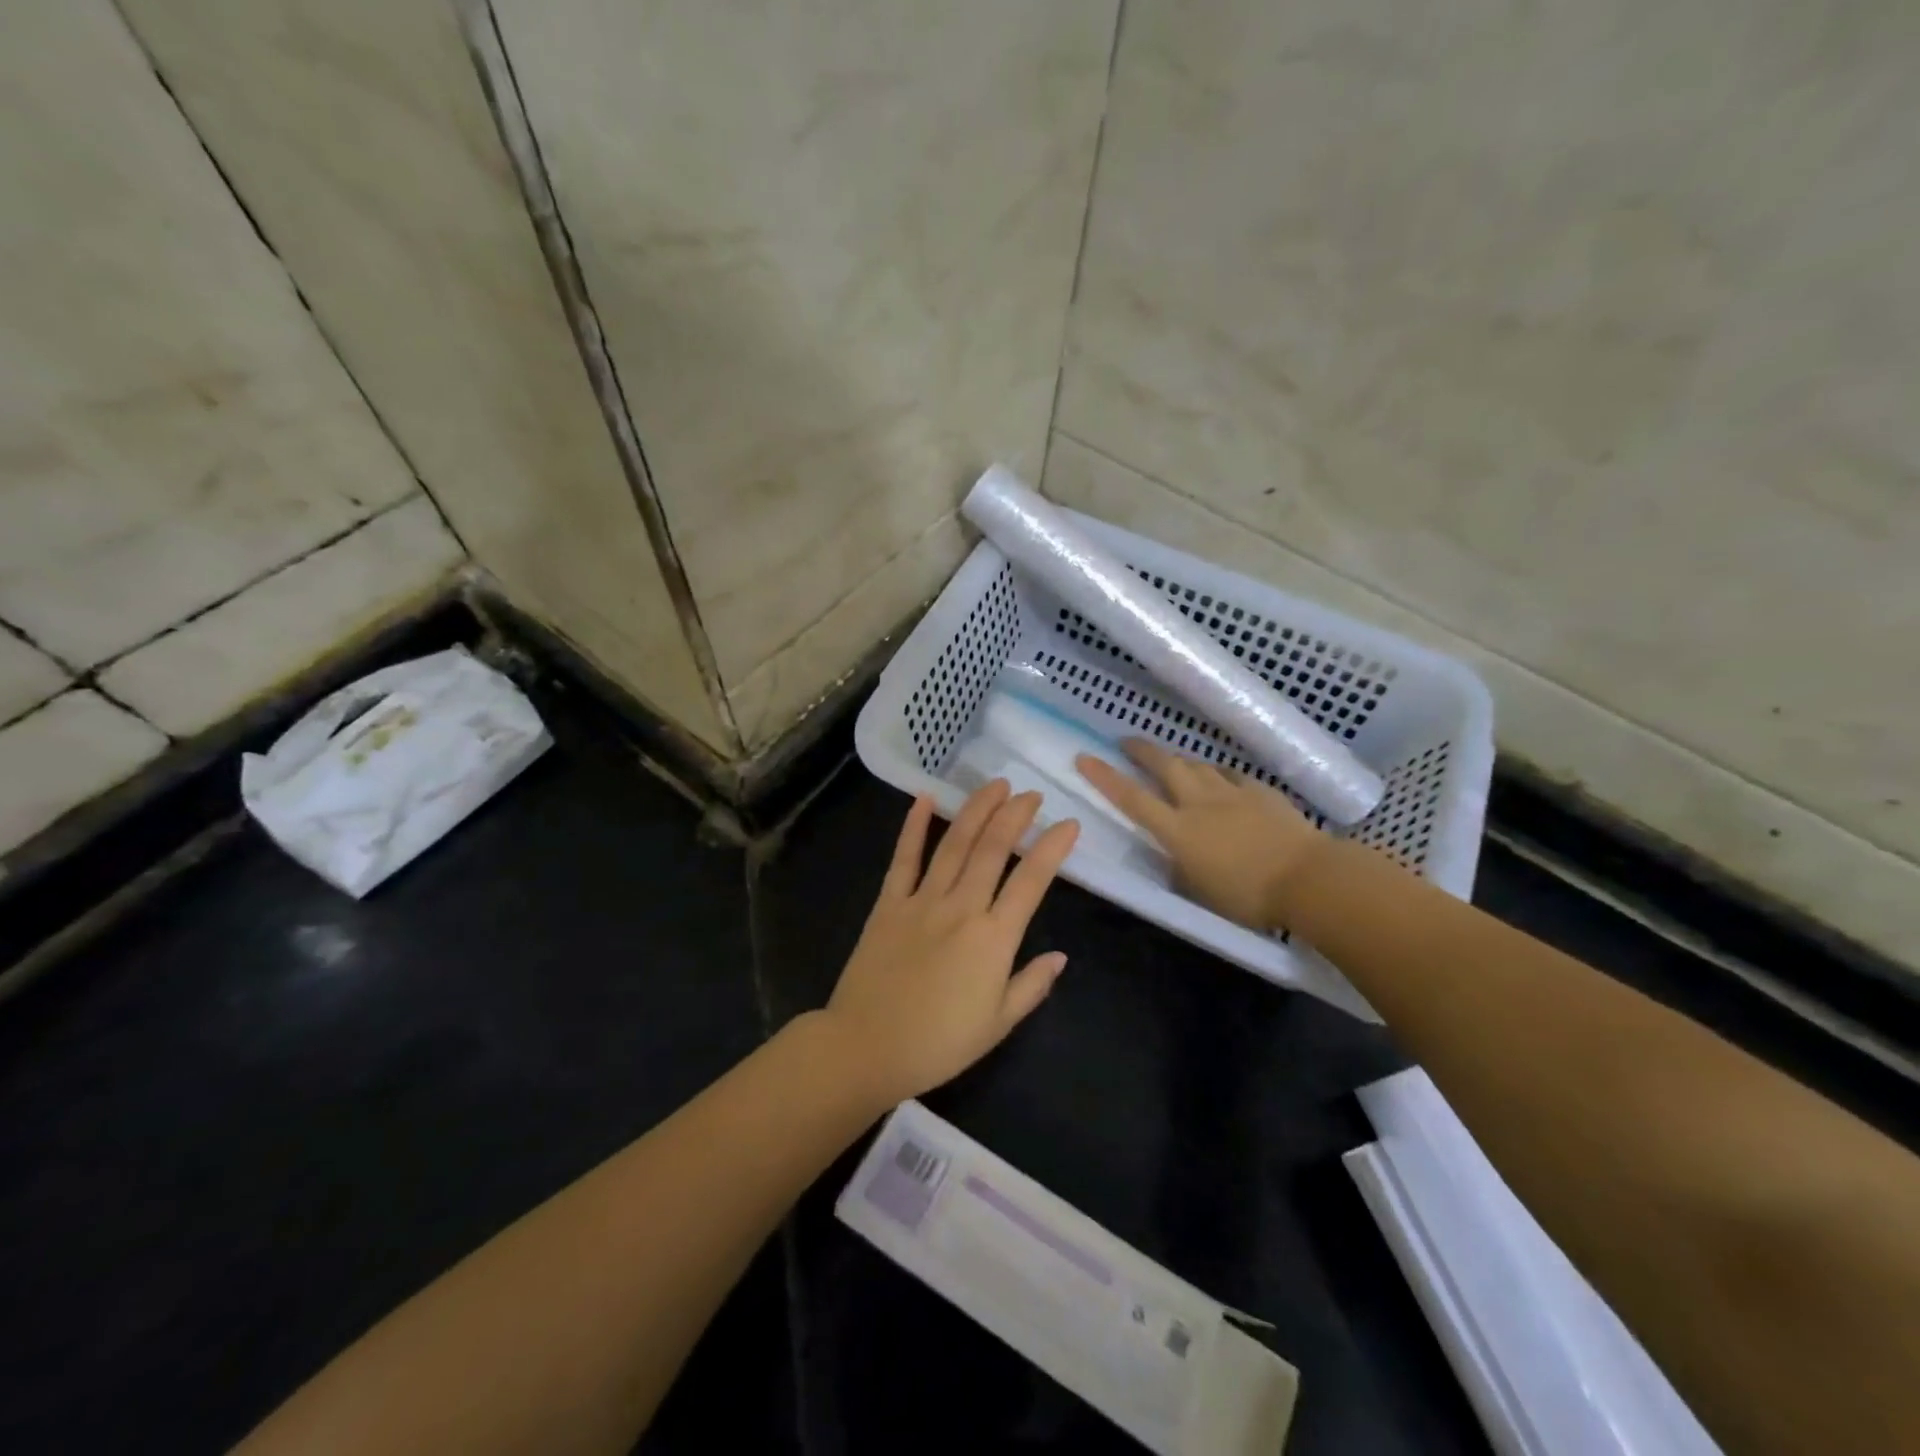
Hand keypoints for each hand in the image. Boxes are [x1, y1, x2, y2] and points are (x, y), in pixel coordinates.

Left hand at [822, 781, 1079, 1106]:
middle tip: (1030, 794)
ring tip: (995, 786)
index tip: (1069, 824)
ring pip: (953, 844)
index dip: (1053, 848)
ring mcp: (922, 901)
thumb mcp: (997, 1025)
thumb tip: (1061, 956)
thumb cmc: (938, 1044)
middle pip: (992, 850)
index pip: (1031, 881)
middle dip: (1015, 815)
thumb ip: (1031, 985)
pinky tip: (925, 798)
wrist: (866, 1047)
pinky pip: (904, 858)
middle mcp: (961, 908)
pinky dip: (913, 826)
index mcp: (993, 940)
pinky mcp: (888, 903)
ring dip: (976, 810)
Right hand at [1076, 740, 1321, 930]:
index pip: (1132, 799)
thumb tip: (1175, 856)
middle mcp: (1200, 803)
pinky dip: (1216, 774)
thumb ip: (1181, 868)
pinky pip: (1230, 775)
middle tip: (1127, 742)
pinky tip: (1218, 779)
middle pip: (1165, 766)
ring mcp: (1232, 793)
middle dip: (1142, 751)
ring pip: (1197, 766)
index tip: (1084, 757)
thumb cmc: (1250, 896)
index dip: (1105, 777)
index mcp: (1179, 831)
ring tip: (1172, 763)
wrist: (1309, 879)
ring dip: (1180, 761)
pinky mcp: (1261, 791)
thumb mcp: (1201, 892)